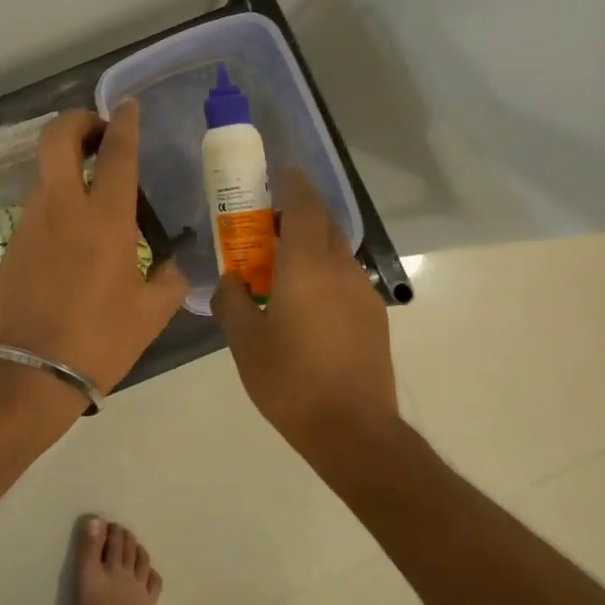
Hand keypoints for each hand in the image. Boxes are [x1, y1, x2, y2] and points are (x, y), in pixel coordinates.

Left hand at [0, 103, 188, 394]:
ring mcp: (30, 222)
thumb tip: (172, 265)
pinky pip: (37, 203)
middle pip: (57, 138)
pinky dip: (56, 196)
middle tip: (99, 133)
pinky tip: (73, 227)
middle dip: (77, 121)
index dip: (123, 123)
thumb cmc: (98, 341)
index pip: (115, 153)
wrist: (28, 373)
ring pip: (44, 170)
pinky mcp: (12, 242)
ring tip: (92, 184)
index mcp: (104, 219)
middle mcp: (62, 208)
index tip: (127, 108)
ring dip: (66, 162)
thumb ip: (169, 281)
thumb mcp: (150, 315)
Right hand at [211, 170, 396, 443]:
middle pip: (323, 225)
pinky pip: (344, 279)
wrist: (353, 431)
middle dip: (297, 215)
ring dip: (310, 247)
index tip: (278, 174)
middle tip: (266, 226)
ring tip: (280, 269)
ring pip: (335, 253)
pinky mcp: (373, 318)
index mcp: (307, 265)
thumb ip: (231, 301)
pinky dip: (322, 274)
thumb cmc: (290, 380)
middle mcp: (341, 269)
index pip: (305, 206)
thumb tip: (231, 281)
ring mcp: (362, 293)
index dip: (292, 184)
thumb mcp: (244, 341)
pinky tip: (303, 304)